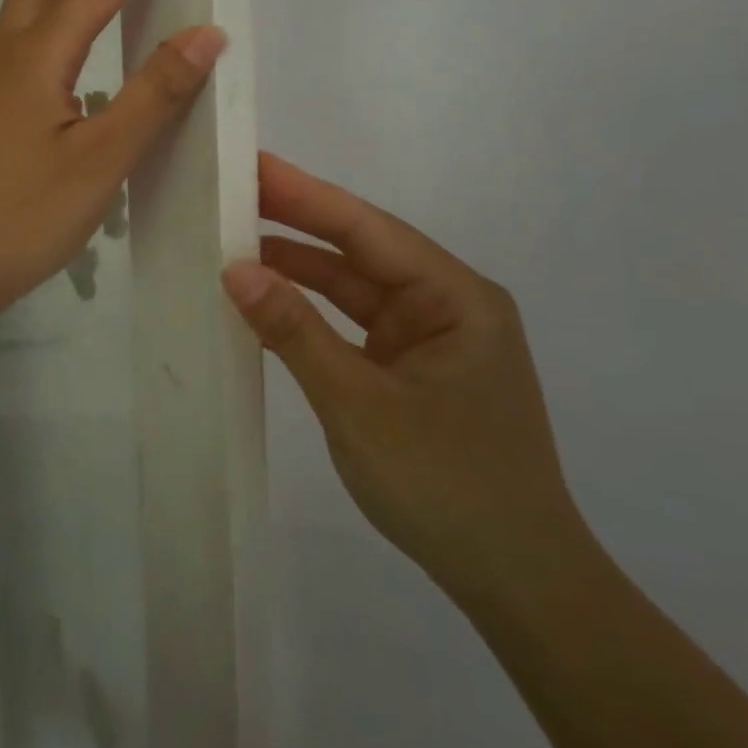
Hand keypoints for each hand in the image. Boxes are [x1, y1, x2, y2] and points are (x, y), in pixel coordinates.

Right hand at [222, 154, 592, 609]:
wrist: (516, 583)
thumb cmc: (446, 486)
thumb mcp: (358, 405)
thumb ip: (296, 332)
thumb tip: (236, 269)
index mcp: (456, 298)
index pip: (367, 230)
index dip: (305, 195)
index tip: (251, 165)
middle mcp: (447, 305)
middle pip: (360, 251)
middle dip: (297, 224)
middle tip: (230, 194)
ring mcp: (429, 338)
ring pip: (353, 288)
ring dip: (299, 270)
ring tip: (233, 243)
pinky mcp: (411, 368)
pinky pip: (353, 325)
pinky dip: (310, 314)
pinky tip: (267, 301)